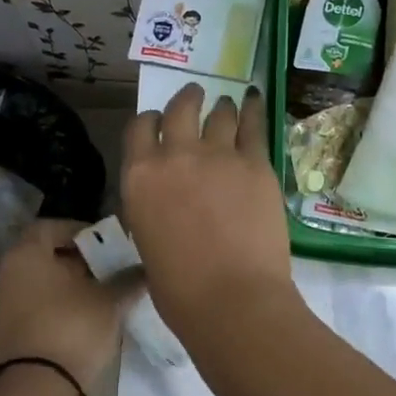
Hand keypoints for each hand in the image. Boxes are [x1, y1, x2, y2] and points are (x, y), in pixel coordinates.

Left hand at [0, 219, 140, 390]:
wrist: (35, 390)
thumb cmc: (72, 328)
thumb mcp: (110, 301)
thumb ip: (128, 280)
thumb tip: (145, 269)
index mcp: (25, 255)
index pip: (50, 227)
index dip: (79, 231)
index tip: (104, 243)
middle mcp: (6, 274)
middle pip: (43, 256)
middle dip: (76, 261)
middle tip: (107, 270)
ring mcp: (0, 306)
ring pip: (38, 284)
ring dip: (66, 287)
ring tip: (99, 297)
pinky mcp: (3, 335)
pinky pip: (32, 308)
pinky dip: (54, 308)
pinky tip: (81, 321)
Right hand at [122, 84, 294, 337]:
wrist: (232, 299)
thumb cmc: (179, 289)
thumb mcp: (146, 241)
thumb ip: (152, 207)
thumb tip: (165, 200)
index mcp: (140, 177)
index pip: (139, 129)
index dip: (150, 122)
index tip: (158, 123)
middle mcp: (176, 155)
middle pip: (180, 109)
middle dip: (186, 99)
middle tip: (194, 95)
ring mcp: (219, 155)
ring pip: (219, 114)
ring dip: (221, 107)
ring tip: (227, 104)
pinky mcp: (256, 163)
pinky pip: (254, 125)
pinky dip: (253, 110)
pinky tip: (253, 101)